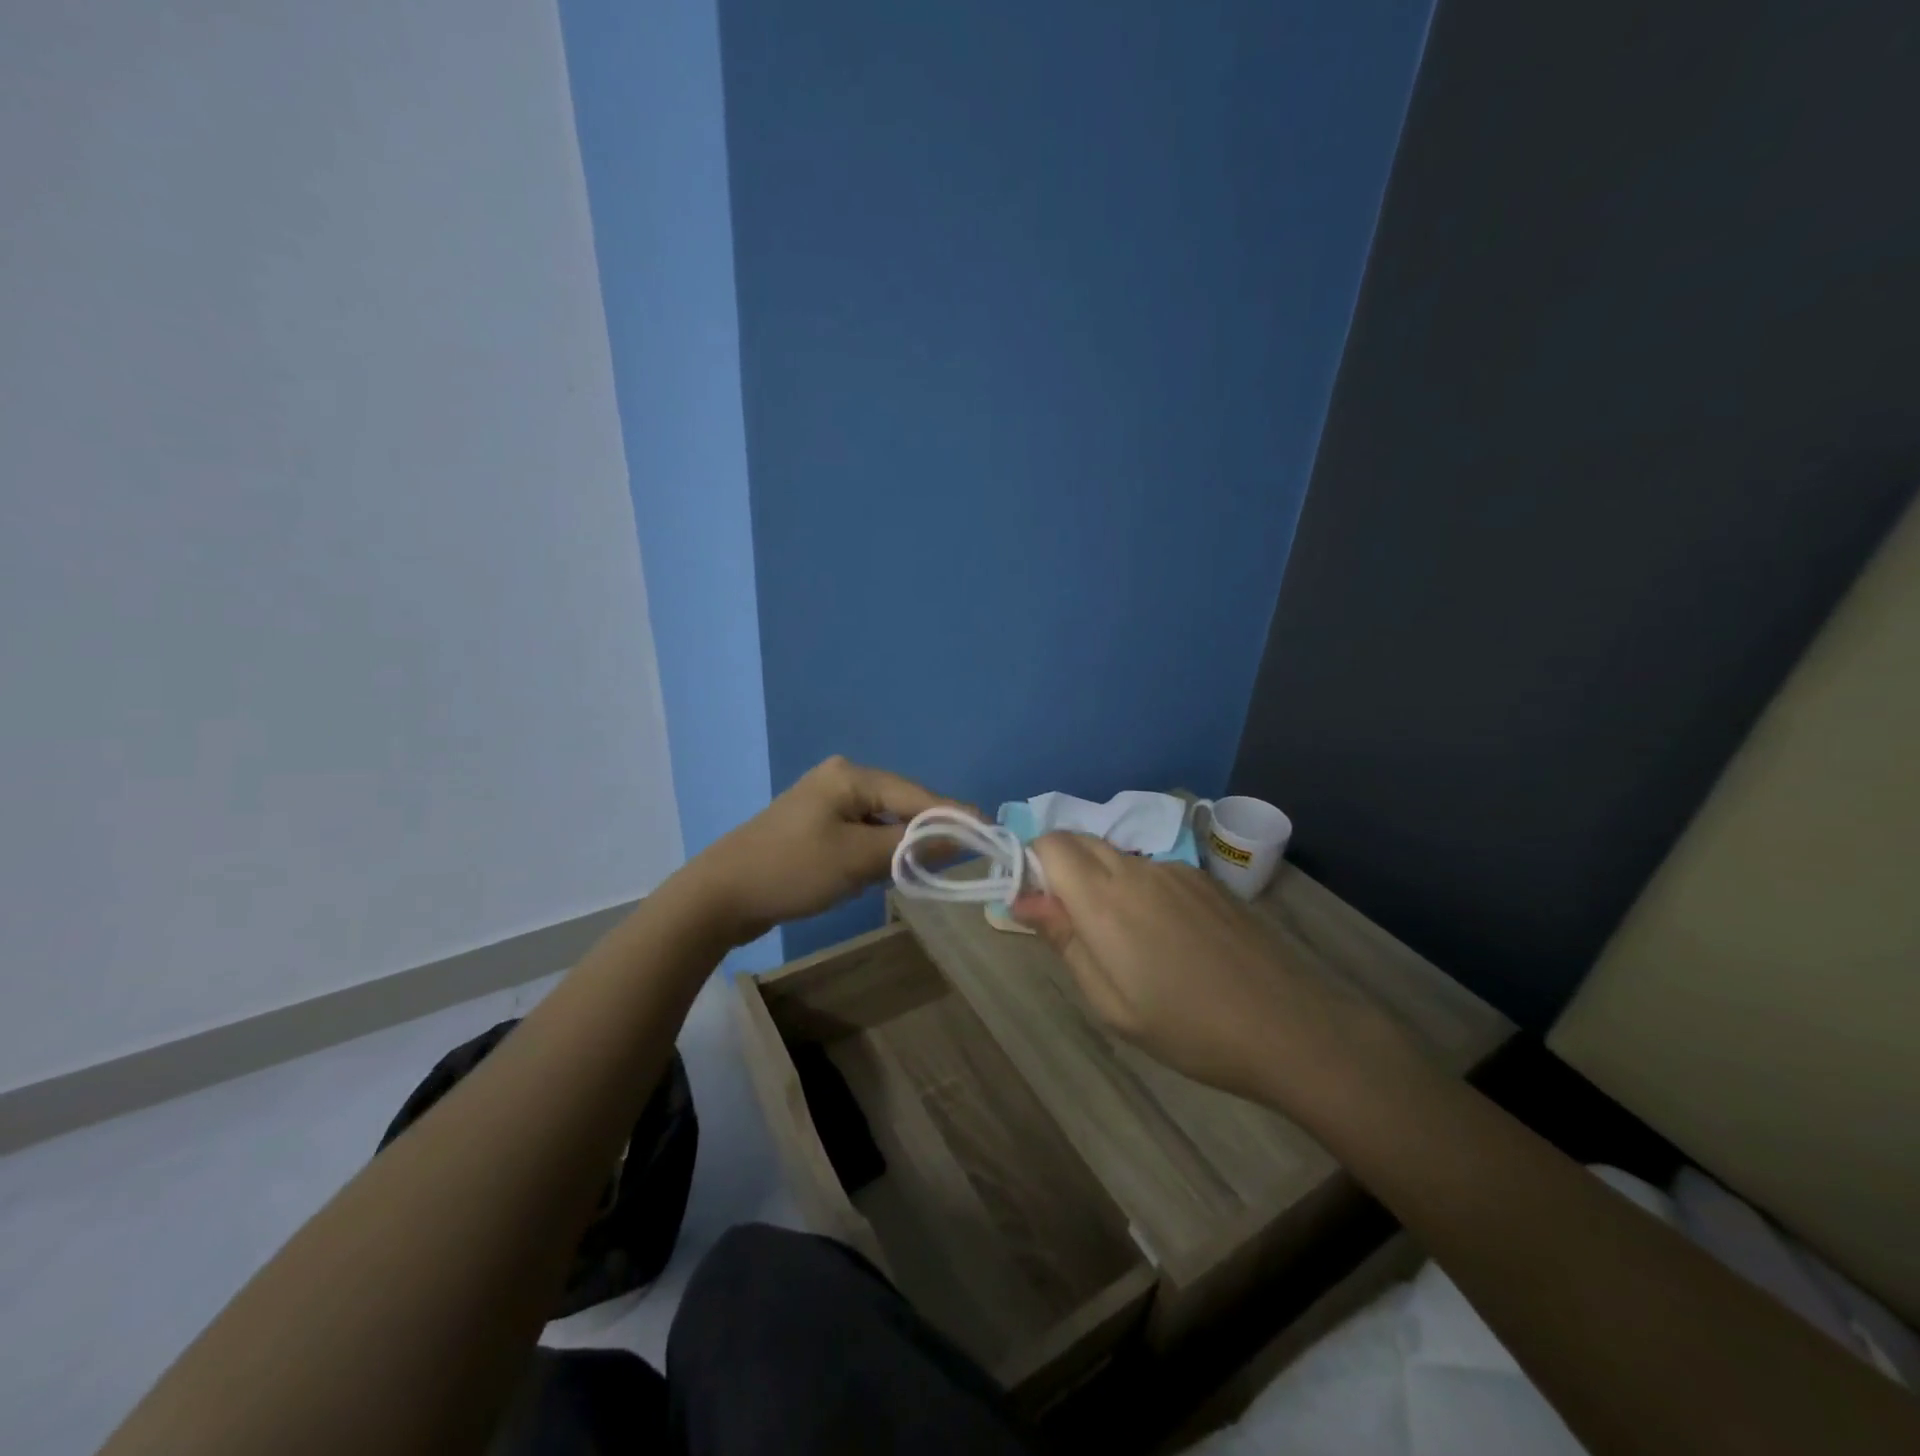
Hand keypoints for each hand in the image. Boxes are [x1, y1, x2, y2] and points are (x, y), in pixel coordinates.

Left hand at [685, 756, 961, 945]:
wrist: (720, 894)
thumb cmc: (792, 870)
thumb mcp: (858, 859)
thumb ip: (912, 846)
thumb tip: (962, 836)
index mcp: (852, 775)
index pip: (918, 795)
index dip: (954, 817)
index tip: (990, 835)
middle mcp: (841, 778)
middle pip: (901, 805)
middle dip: (926, 833)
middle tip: (959, 860)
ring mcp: (826, 801)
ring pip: (882, 822)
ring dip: (901, 846)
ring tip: (926, 869)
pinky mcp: (816, 825)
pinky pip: (861, 833)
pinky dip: (877, 851)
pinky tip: (883, 871)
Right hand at [1012, 834, 1403, 1108]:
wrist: (1288, 1026)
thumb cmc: (1188, 1028)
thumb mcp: (1111, 1003)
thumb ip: (1064, 940)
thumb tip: (1022, 899)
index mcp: (1105, 899)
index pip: (1050, 843)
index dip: (1033, 864)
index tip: (1039, 906)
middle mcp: (1137, 868)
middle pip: (1081, 840)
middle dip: (1062, 868)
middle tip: (1075, 927)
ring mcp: (1176, 869)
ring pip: (1118, 854)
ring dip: (1102, 879)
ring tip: (1127, 941)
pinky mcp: (1205, 879)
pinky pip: (1153, 868)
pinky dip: (1138, 887)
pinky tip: (1167, 937)